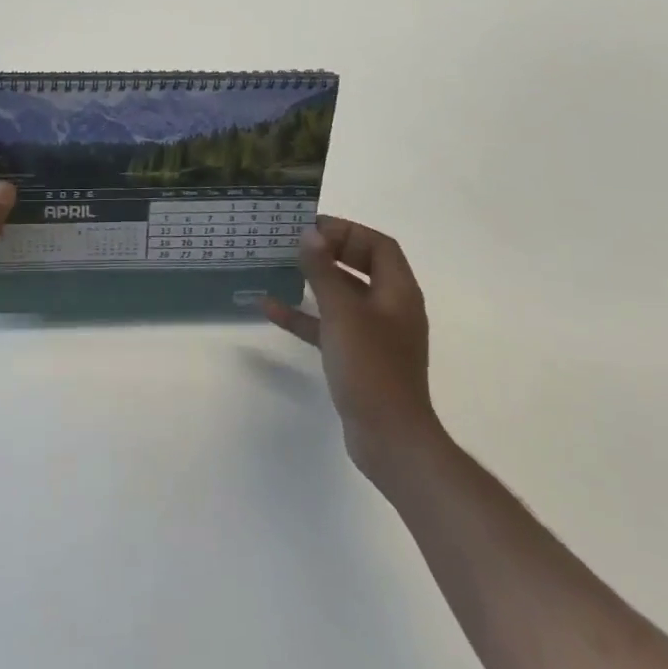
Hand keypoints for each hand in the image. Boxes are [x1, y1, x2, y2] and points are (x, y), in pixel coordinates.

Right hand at [263, 217, 445, 491]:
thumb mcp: (342, 312)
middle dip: (328, 252)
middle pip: (360, 266)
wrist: (391, 439)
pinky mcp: (358, 358)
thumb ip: (323, 271)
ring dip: (312, 281)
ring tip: (279, 267)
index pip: (378, 245)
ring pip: (342, 295)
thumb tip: (309, 234)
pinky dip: (304, 315)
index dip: (347, 231)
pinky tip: (269, 308)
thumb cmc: (371, 367)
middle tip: (294, 243)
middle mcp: (390, 308)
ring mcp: (375, 335)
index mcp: (398, 292)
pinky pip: (329, 326)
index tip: (312, 229)